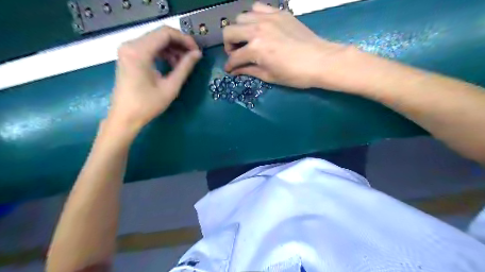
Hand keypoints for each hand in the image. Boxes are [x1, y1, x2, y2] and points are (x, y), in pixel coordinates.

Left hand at [109, 26, 201, 131]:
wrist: (125, 117)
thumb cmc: (147, 105)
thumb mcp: (170, 87)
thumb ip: (184, 67)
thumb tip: (197, 54)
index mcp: (139, 51)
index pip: (166, 33)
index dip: (185, 39)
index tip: (197, 51)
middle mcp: (130, 44)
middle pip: (160, 35)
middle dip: (179, 44)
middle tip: (193, 57)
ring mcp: (128, 50)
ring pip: (156, 40)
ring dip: (172, 49)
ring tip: (183, 64)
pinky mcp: (129, 56)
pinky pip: (149, 48)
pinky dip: (163, 53)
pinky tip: (172, 65)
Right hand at [223, 2, 352, 88]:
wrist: (320, 60)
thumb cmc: (295, 74)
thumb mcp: (269, 76)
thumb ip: (249, 71)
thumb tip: (235, 70)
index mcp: (255, 49)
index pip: (234, 57)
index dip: (229, 66)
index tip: (230, 70)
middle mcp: (257, 29)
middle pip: (229, 31)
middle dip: (229, 45)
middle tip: (236, 53)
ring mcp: (268, 18)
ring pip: (241, 17)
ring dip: (240, 29)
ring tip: (248, 39)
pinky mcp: (279, 12)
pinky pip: (258, 8)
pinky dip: (254, 17)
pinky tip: (259, 27)